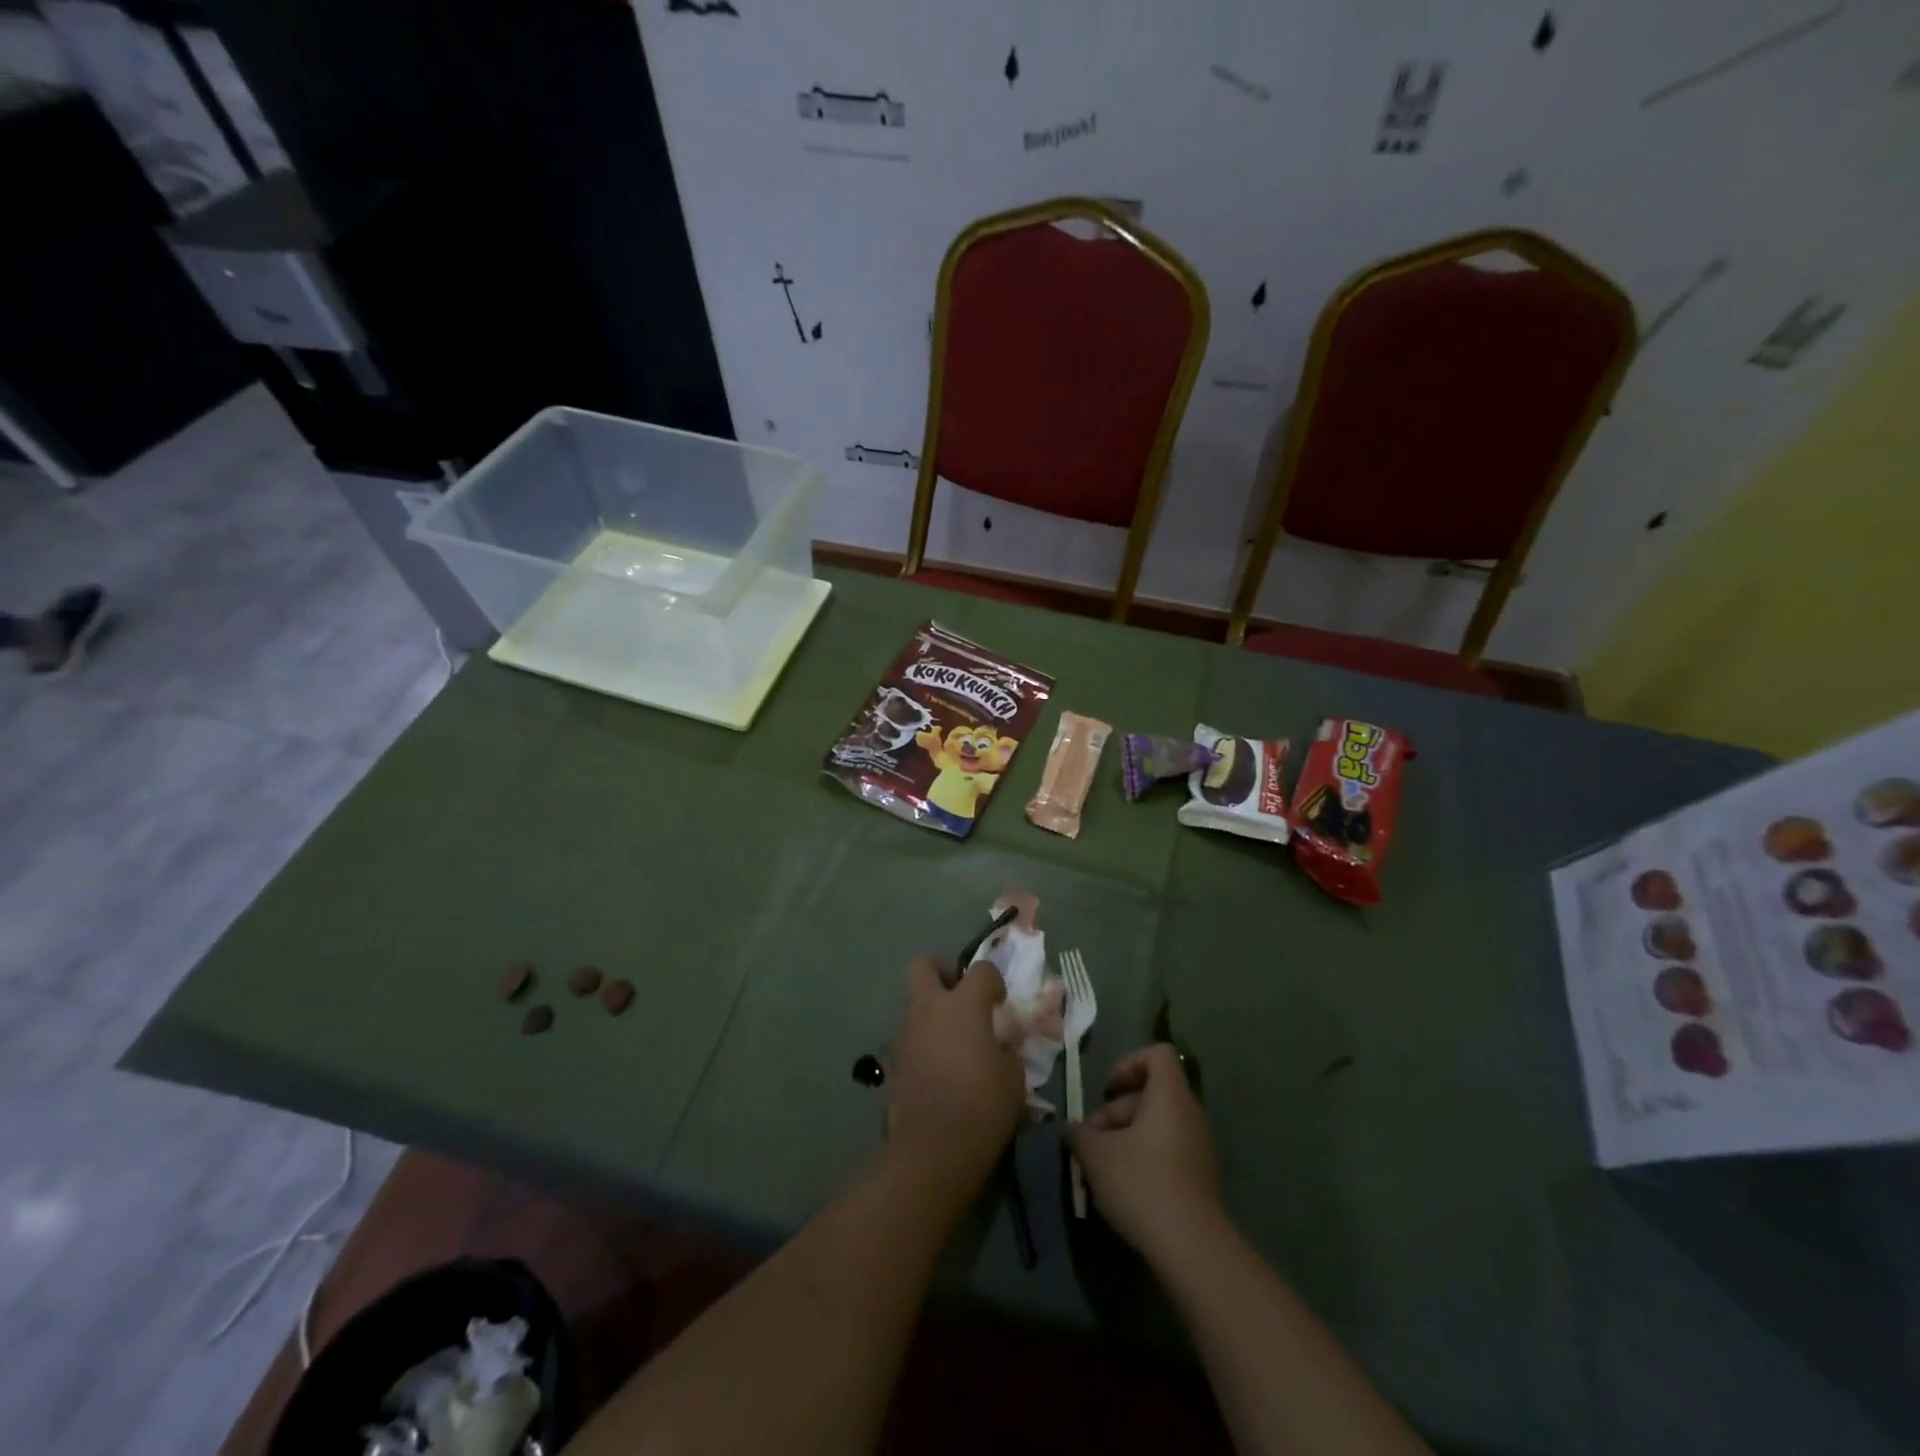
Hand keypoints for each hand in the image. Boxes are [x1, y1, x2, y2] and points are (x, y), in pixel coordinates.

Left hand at [886, 956, 1025, 1201]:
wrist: (933, 1147)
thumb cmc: (982, 1105)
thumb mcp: (1013, 1076)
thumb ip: (1007, 1048)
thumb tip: (1001, 1043)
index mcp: (964, 1004)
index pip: (981, 970)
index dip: (994, 981)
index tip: (1001, 1002)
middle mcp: (930, 1007)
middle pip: (925, 966)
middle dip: (943, 972)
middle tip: (962, 996)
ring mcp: (906, 1031)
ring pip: (914, 1002)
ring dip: (932, 1010)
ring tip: (954, 1039)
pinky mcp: (894, 1059)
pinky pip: (910, 1035)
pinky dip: (924, 1040)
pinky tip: (940, 1066)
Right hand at [1067, 1044, 1221, 1261]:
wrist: (1192, 1248)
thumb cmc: (1142, 1183)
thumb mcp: (1096, 1154)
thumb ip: (1080, 1134)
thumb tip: (1074, 1130)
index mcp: (1170, 1096)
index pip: (1156, 1054)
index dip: (1128, 1064)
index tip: (1106, 1091)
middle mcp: (1190, 1114)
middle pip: (1149, 1094)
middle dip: (1116, 1112)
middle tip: (1091, 1142)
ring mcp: (1199, 1148)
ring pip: (1156, 1126)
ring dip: (1126, 1139)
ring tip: (1101, 1170)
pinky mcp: (1200, 1179)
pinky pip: (1167, 1152)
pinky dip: (1144, 1161)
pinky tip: (1123, 1190)